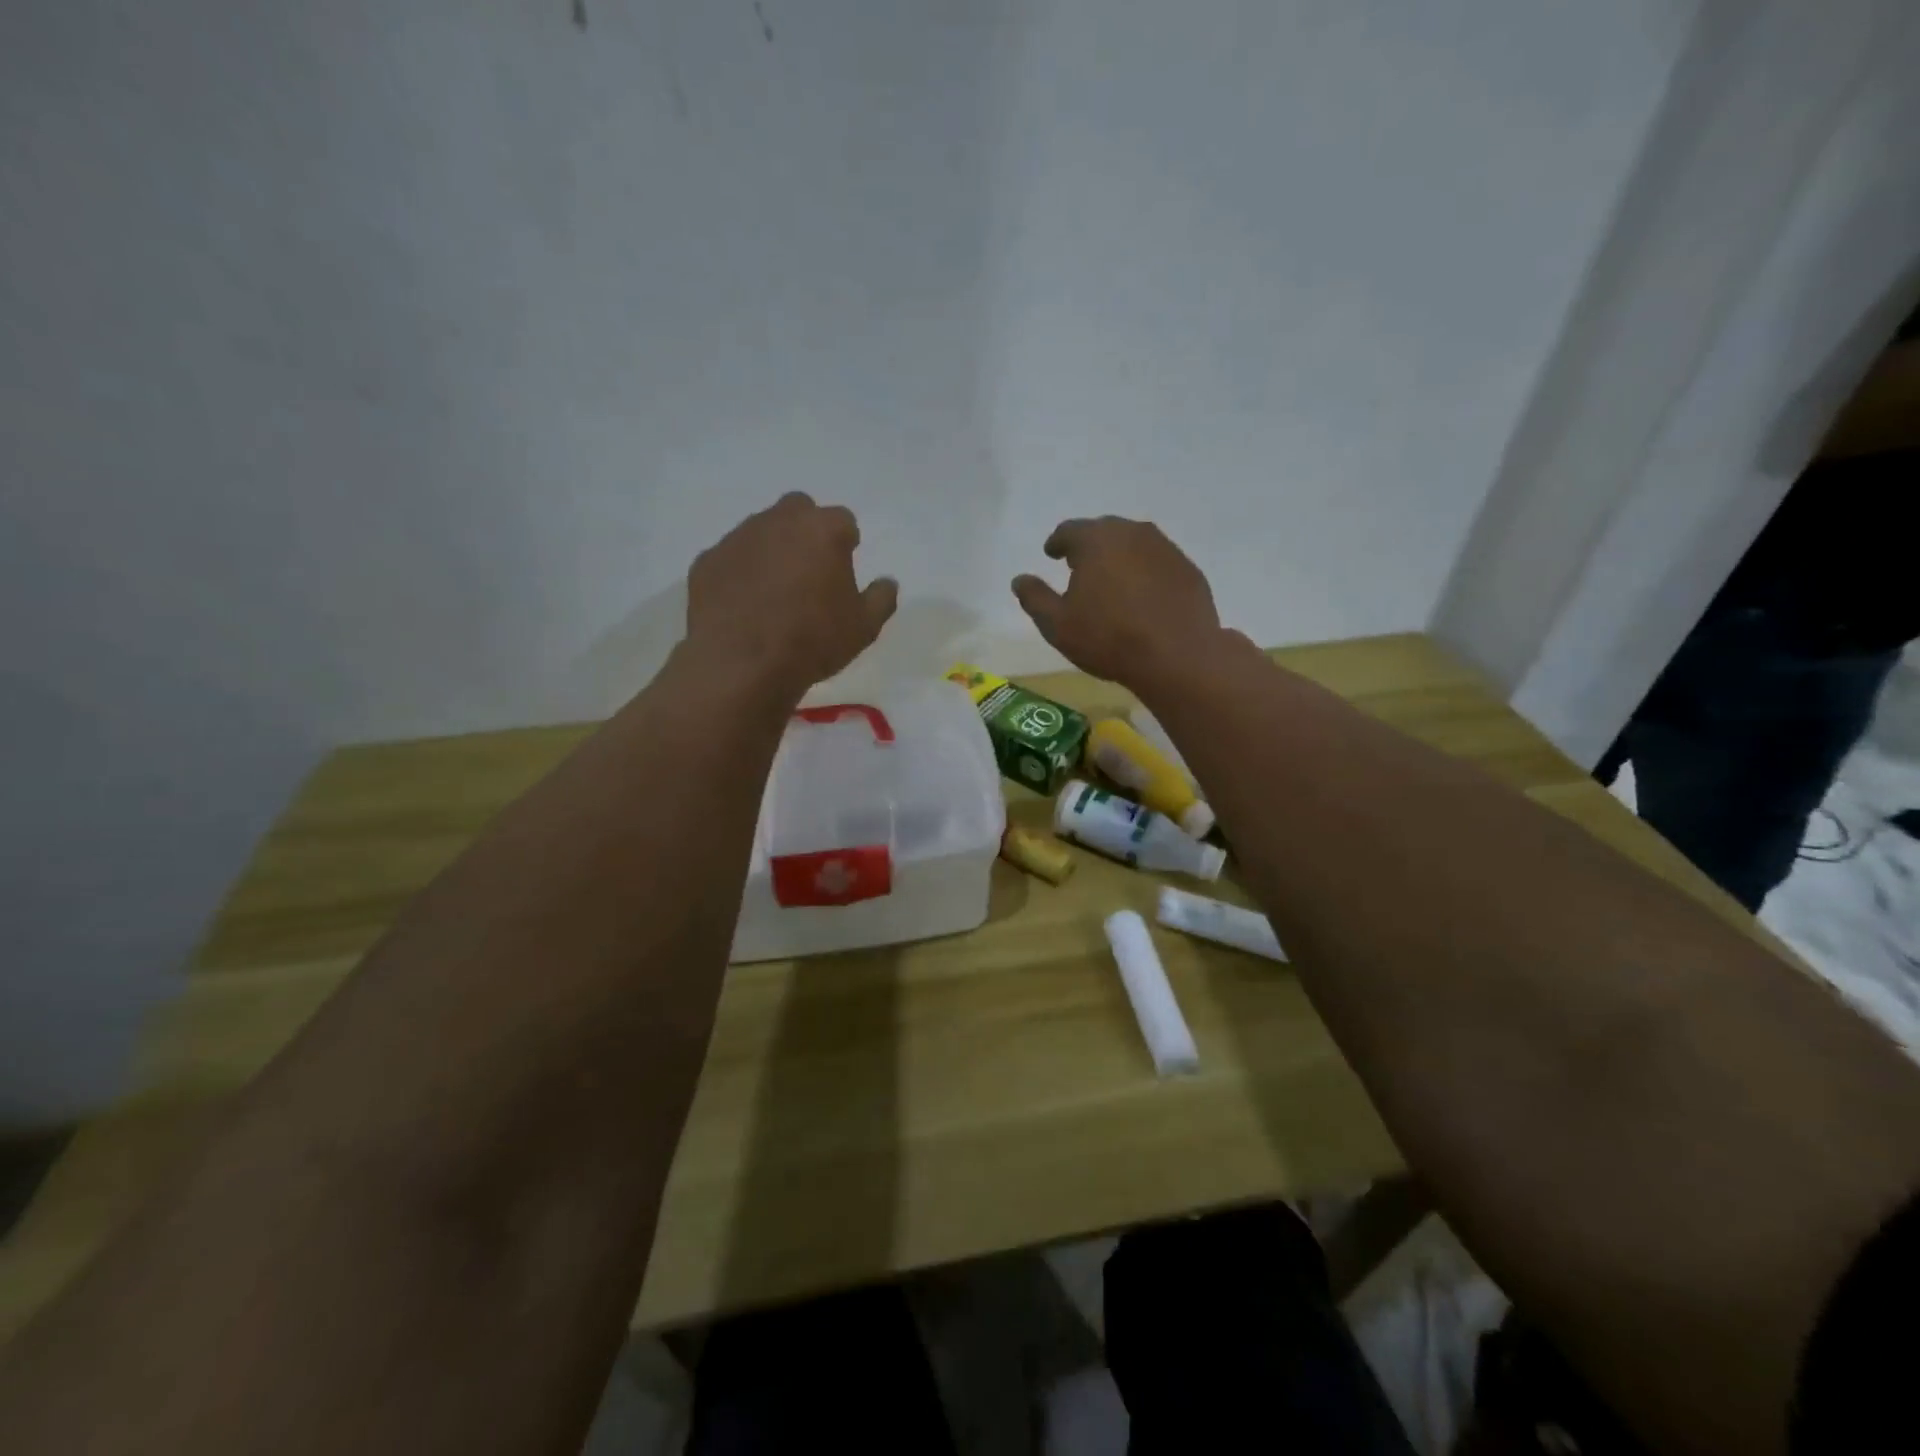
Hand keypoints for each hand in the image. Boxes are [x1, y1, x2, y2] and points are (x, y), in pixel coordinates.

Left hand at [687, 493, 897, 698]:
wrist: (743, 663)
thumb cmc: (814, 640)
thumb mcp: (864, 627)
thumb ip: (881, 598)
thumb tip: (887, 583)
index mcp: (823, 530)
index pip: (843, 521)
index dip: (846, 544)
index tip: (843, 571)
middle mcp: (779, 521)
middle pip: (799, 510)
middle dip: (806, 532)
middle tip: (809, 572)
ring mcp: (738, 538)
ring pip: (761, 531)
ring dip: (772, 550)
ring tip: (774, 593)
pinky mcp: (707, 561)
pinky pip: (730, 558)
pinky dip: (740, 573)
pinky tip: (744, 606)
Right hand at [1012, 517, 1222, 686]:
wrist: (1177, 656)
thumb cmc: (1108, 638)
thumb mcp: (1057, 624)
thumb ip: (1035, 598)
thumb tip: (1020, 579)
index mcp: (1096, 540)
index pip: (1069, 530)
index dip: (1057, 542)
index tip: (1052, 553)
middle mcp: (1132, 533)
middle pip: (1104, 532)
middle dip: (1089, 546)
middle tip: (1079, 566)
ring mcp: (1165, 549)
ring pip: (1134, 544)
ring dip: (1119, 557)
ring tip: (1111, 580)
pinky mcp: (1188, 569)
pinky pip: (1158, 563)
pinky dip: (1146, 573)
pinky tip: (1142, 596)